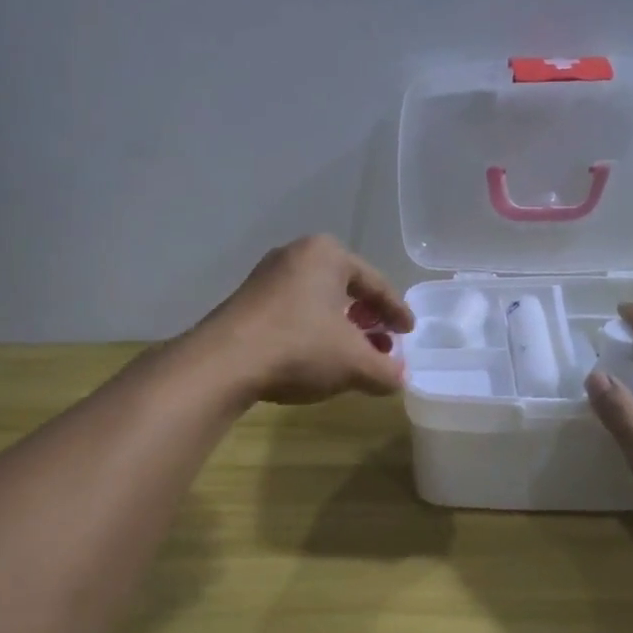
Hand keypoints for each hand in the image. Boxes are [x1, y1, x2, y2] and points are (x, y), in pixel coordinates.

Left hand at [193, 234, 414, 404]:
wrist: (224, 362)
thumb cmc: (300, 348)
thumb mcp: (355, 363)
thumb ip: (385, 371)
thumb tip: (398, 378)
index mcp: (327, 255)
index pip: (375, 283)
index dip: (396, 311)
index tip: (409, 331)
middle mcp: (295, 255)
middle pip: (344, 289)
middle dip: (366, 319)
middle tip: (381, 344)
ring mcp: (266, 276)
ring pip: (316, 302)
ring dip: (338, 328)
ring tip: (351, 355)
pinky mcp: (245, 301)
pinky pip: (292, 312)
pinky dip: (311, 332)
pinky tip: (315, 357)